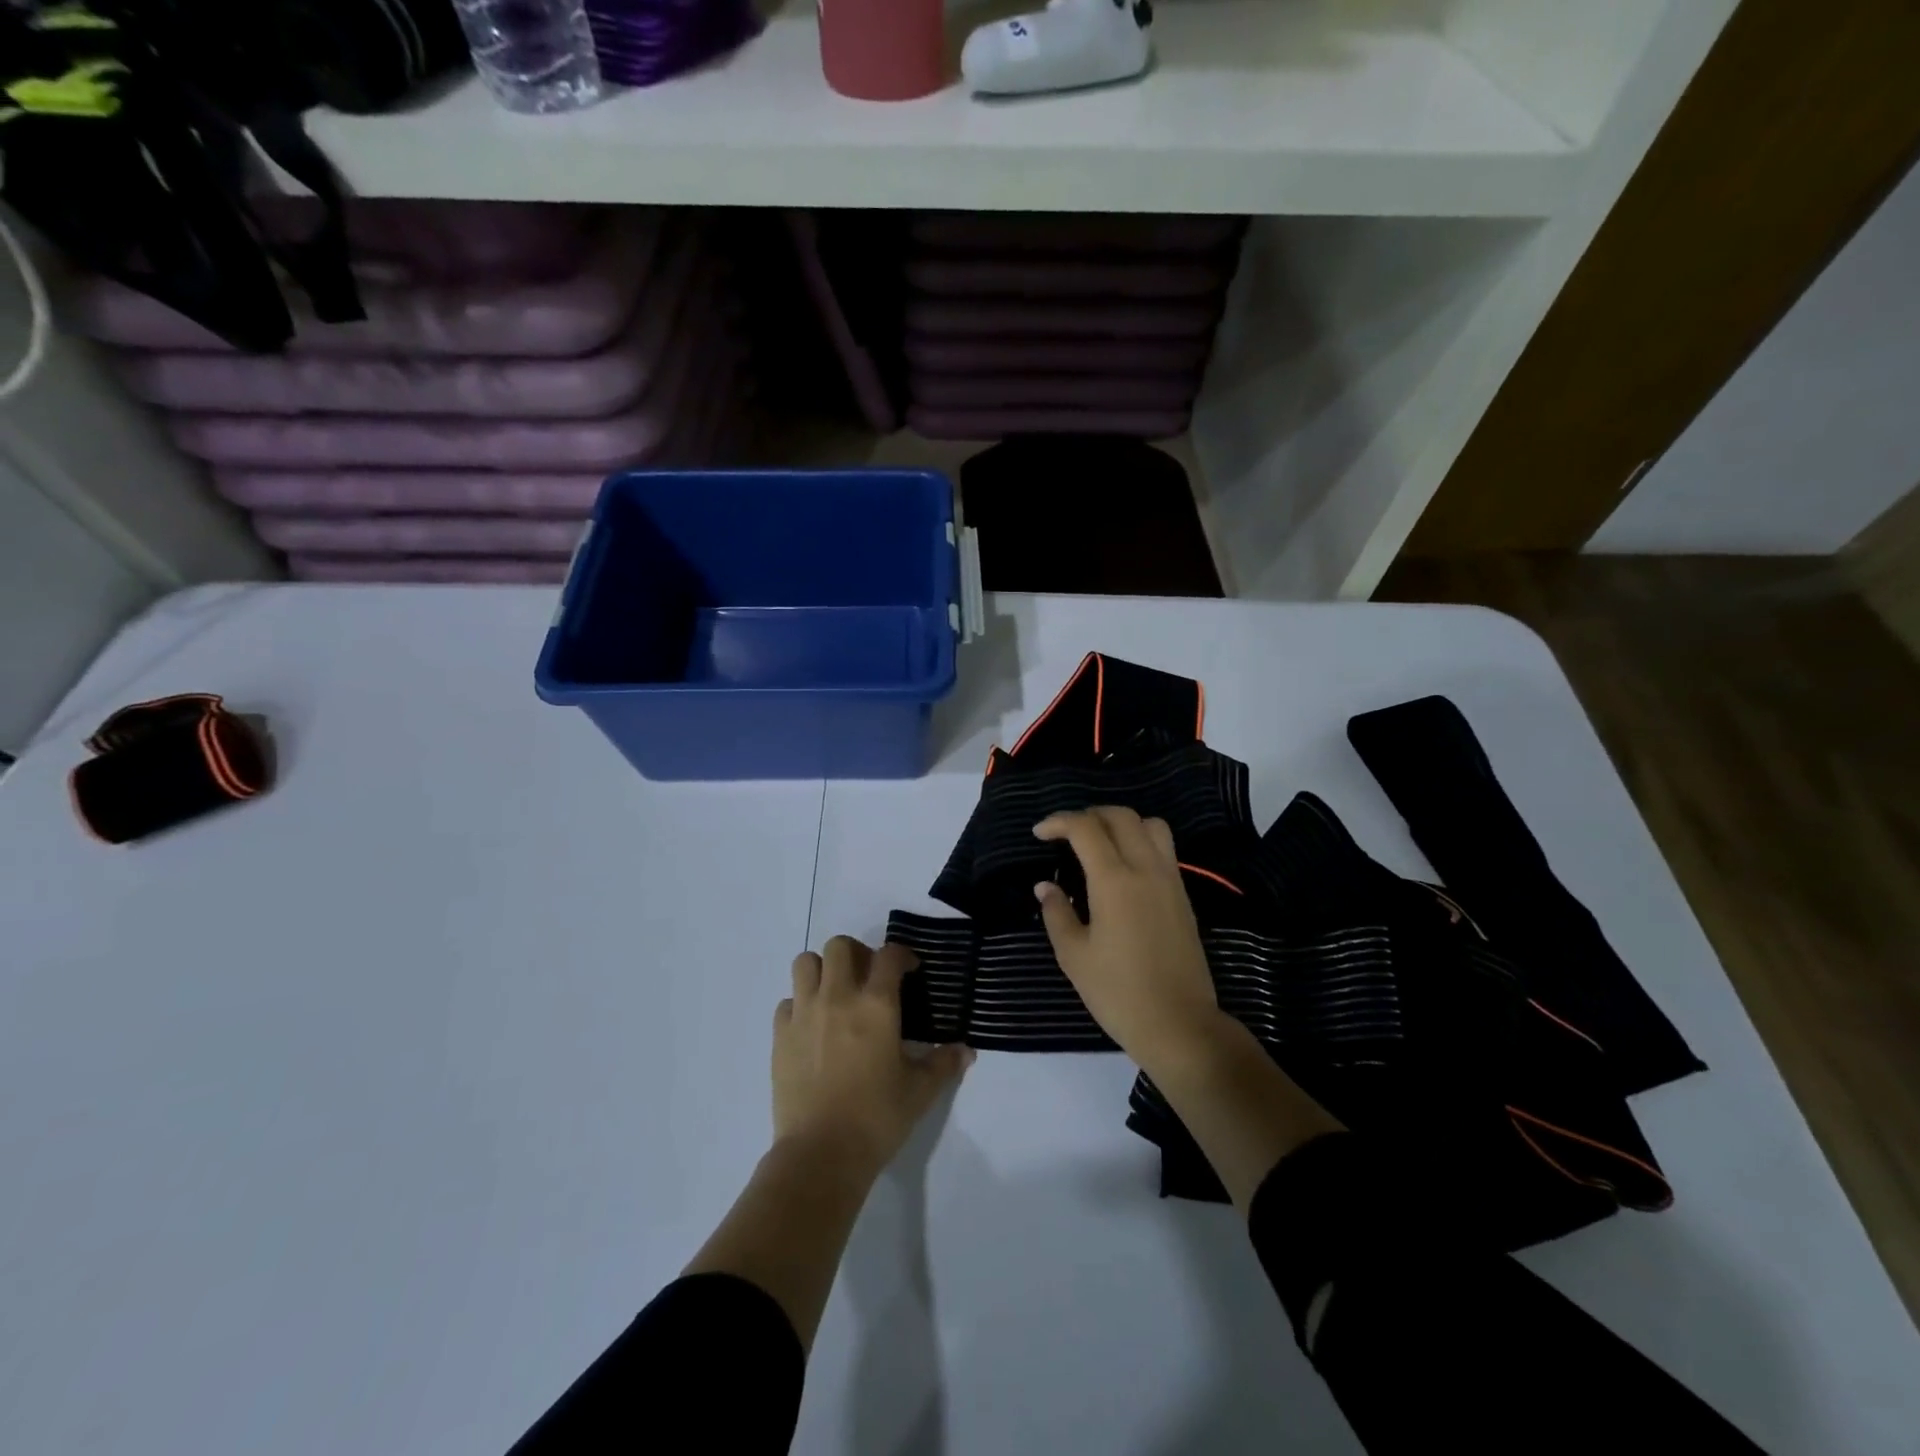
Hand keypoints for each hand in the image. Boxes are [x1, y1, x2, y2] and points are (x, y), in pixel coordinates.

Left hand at [774, 937, 973, 1179]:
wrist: (821, 1154)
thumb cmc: (877, 1118)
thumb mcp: (920, 1092)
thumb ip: (943, 1064)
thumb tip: (966, 1051)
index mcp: (877, 1005)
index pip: (889, 955)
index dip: (902, 955)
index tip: (909, 970)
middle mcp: (838, 997)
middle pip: (840, 946)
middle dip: (857, 952)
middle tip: (868, 977)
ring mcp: (804, 1013)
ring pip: (806, 963)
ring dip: (822, 970)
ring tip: (835, 993)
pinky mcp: (780, 1036)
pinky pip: (787, 1001)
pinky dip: (800, 1004)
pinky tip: (812, 1027)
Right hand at [1034, 807, 1229, 1078]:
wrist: (1179, 1025)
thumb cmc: (1118, 993)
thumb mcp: (1074, 956)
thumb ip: (1057, 913)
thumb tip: (1045, 886)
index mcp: (1115, 881)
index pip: (1086, 828)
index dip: (1058, 822)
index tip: (1039, 834)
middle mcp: (1146, 869)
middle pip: (1121, 816)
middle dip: (1089, 815)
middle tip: (1065, 834)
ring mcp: (1170, 880)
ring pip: (1150, 825)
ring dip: (1121, 823)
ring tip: (1099, 843)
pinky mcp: (1183, 895)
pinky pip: (1164, 849)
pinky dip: (1140, 841)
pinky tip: (1122, 867)